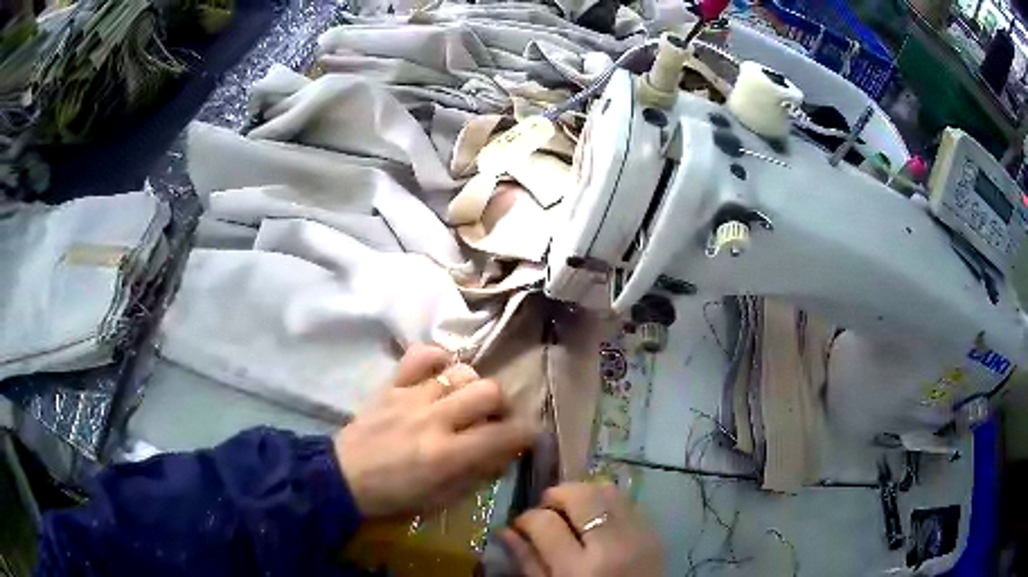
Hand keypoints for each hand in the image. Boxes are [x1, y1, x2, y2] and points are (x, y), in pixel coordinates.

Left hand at [334, 344, 537, 517]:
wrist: (342, 478)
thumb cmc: (394, 498)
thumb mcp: (442, 500)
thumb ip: (477, 474)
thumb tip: (504, 452)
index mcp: (447, 455)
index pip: (504, 434)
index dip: (527, 433)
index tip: (528, 436)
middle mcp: (434, 420)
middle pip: (489, 391)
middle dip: (502, 405)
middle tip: (493, 419)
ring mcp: (411, 397)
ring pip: (460, 372)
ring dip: (472, 386)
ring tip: (465, 401)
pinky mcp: (391, 385)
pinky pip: (420, 355)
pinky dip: (437, 359)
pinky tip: (440, 375)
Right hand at [503, 482, 662, 576]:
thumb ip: (528, 562)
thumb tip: (506, 530)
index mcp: (579, 569)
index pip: (545, 523)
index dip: (527, 518)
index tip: (522, 524)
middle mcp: (612, 546)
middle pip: (581, 495)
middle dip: (556, 495)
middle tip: (546, 508)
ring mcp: (638, 535)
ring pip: (607, 490)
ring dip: (583, 493)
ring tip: (571, 510)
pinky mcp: (654, 531)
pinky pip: (627, 501)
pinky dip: (605, 501)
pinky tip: (596, 518)